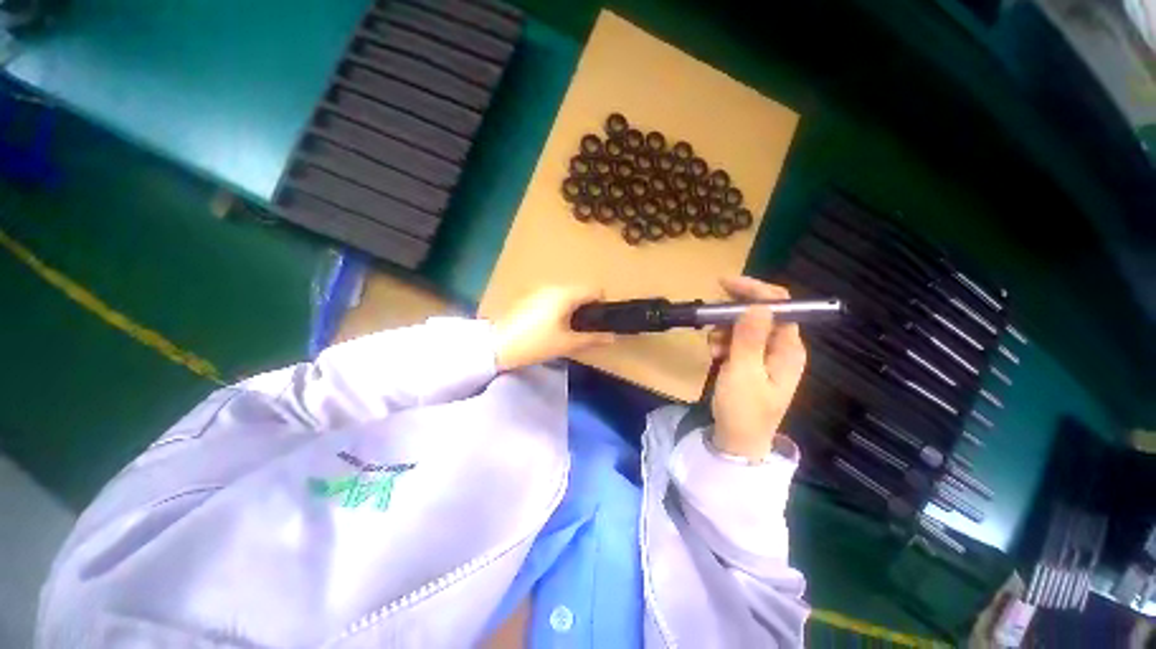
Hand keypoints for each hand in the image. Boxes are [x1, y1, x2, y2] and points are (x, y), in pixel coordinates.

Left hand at [493, 286, 615, 371]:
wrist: (497, 346)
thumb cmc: (536, 343)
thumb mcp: (567, 344)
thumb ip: (593, 339)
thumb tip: (613, 337)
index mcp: (565, 294)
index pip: (594, 290)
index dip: (602, 304)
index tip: (600, 321)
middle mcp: (553, 286)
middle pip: (580, 291)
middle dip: (587, 307)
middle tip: (584, 328)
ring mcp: (538, 290)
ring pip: (565, 294)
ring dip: (572, 307)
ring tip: (567, 329)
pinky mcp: (528, 297)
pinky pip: (552, 297)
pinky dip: (558, 307)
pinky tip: (550, 326)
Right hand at [708, 277, 807, 459]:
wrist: (736, 440)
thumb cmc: (743, 409)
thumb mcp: (743, 373)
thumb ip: (750, 338)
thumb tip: (758, 305)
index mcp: (788, 348)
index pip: (780, 305)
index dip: (754, 291)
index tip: (724, 285)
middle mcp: (781, 347)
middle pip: (760, 312)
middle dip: (733, 314)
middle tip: (710, 319)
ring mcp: (765, 354)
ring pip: (744, 325)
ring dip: (724, 330)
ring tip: (713, 349)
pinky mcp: (750, 361)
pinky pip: (736, 339)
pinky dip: (723, 342)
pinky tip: (715, 354)